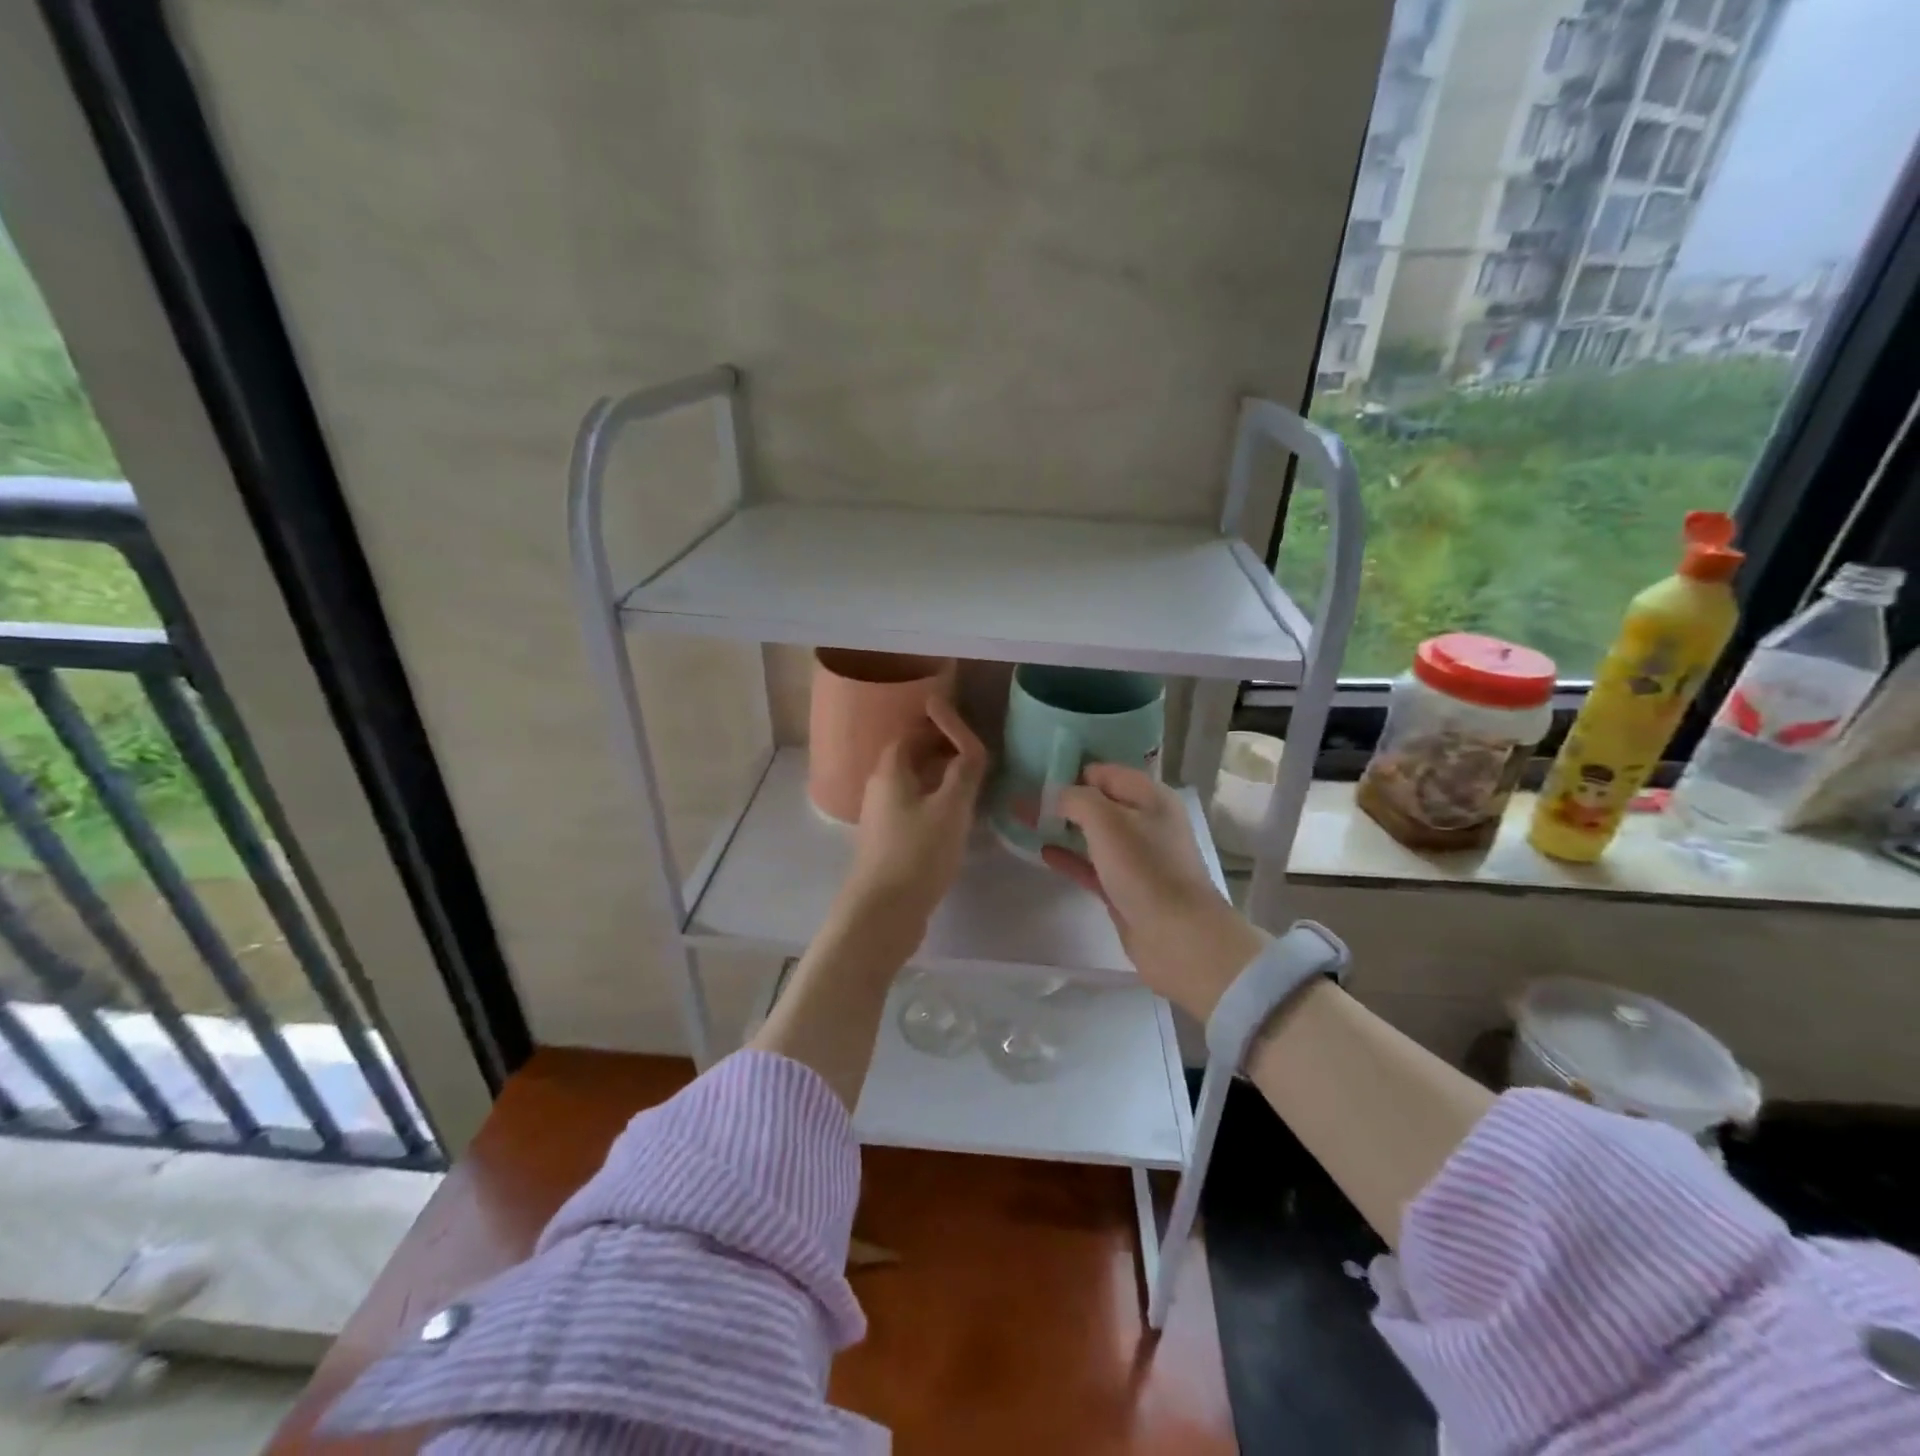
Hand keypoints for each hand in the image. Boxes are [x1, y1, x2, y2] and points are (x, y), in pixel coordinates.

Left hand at [842, 698, 988, 934]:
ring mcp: (881, 818)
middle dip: (939, 749)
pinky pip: (912, 809)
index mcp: (890, 772)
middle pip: (908, 757)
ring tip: (970, 784)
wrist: (883, 913)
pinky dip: (934, 802)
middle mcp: (879, 789)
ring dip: (938, 777)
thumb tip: (972, 747)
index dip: (937, 725)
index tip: (964, 726)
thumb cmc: (918, 853)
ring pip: (911, 785)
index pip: (911, 733)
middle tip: (972, 753)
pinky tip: (954, 820)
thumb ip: (965, 771)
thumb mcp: (951, 807)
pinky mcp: (887, 844)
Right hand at [1041, 764, 1265, 1020]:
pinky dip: (1069, 856)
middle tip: (1022, 798)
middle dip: (1061, 799)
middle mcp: (1146, 822)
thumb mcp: (1107, 821)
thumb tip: (1054, 795)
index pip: (1104, 772)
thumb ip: (1076, 799)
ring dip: (1062, 827)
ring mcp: (1136, 857)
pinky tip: (1042, 852)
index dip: (1070, 770)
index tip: (1034, 776)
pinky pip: (1091, 864)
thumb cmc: (1144, 869)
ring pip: (1092, 834)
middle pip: (1098, 802)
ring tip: (1024, 821)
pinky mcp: (1125, 887)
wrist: (1178, 937)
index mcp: (1150, 797)